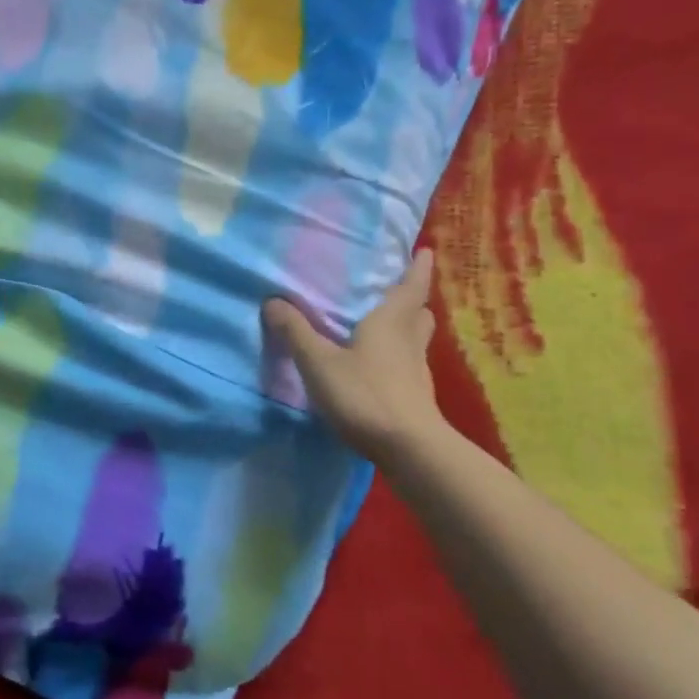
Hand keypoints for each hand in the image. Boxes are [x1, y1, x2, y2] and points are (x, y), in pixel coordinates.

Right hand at [263, 249, 445, 462]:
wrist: (408, 448)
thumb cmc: (364, 394)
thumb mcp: (319, 362)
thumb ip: (296, 332)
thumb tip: (272, 300)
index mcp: (391, 321)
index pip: (412, 286)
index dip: (418, 267)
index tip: (426, 251)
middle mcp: (409, 341)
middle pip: (420, 313)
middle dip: (413, 300)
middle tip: (400, 290)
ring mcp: (417, 371)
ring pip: (417, 340)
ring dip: (409, 329)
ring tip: (391, 327)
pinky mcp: (417, 397)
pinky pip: (410, 366)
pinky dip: (400, 359)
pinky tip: (382, 368)